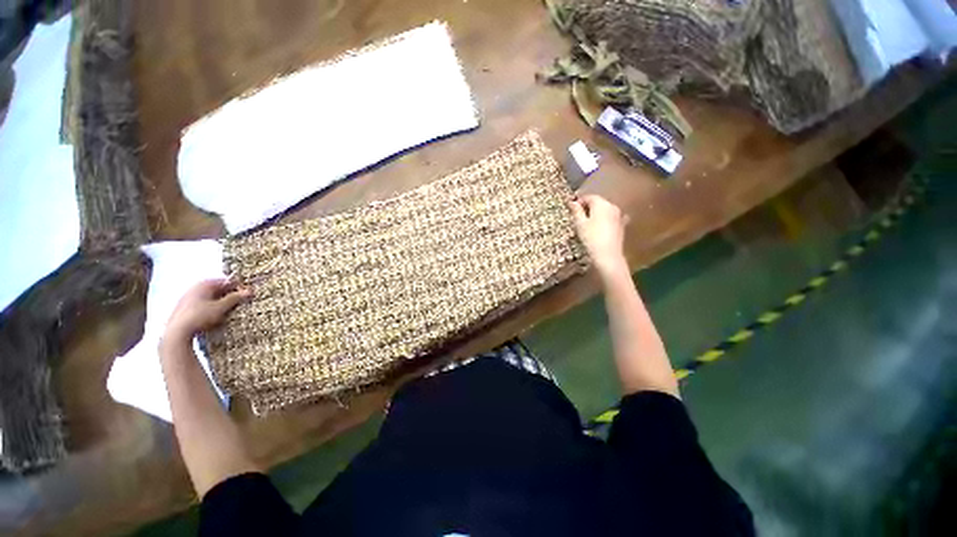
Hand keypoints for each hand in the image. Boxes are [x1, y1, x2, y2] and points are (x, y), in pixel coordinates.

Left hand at [164, 279, 250, 343]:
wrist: (177, 332)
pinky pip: (201, 304)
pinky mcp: (183, 307)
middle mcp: (195, 287)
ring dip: (220, 302)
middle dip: (229, 295)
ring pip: (209, 297)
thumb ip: (235, 298)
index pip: (226, 281)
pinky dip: (210, 307)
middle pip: (217, 289)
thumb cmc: (200, 316)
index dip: (238, 287)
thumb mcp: (221, 307)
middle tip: (239, 303)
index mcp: (204, 284)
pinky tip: (214, 316)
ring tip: (228, 311)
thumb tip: (250, 291)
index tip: (247, 294)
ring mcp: (187, 297)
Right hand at [569, 194, 628, 275]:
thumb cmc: (591, 237)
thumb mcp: (580, 224)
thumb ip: (576, 211)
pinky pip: (611, 219)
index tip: (571, 209)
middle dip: (588, 207)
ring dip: (596, 214)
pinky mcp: (621, 226)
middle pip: (598, 203)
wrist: (608, 255)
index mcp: (601, 204)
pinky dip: (605, 221)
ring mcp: (619, 216)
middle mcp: (612, 206)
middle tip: (578, 217)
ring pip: (605, 211)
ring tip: (587, 224)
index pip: (589, 197)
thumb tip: (572, 202)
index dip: (579, 201)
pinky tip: (601, 227)